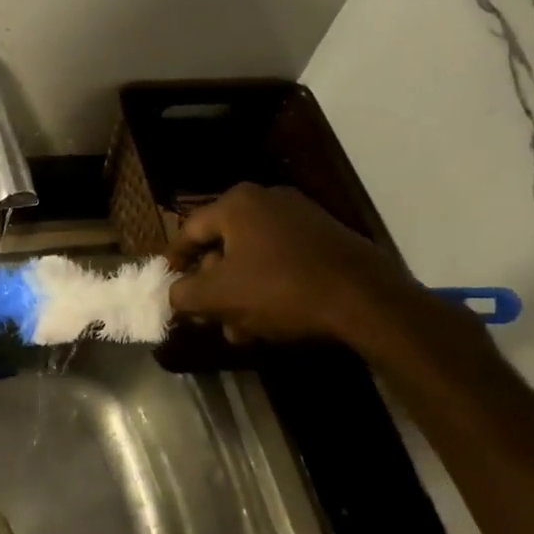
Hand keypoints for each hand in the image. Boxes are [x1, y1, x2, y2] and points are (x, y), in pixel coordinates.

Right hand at [167, 183, 406, 343]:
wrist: (366, 300)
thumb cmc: (280, 290)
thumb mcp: (218, 296)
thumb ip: (184, 294)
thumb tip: (174, 294)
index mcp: (237, 204)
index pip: (189, 230)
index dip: (173, 262)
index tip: (167, 286)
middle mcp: (267, 200)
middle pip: (223, 246)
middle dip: (211, 287)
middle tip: (207, 317)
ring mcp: (301, 217)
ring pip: (253, 258)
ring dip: (239, 294)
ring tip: (239, 332)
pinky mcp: (326, 238)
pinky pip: (282, 261)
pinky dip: (268, 288)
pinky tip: (269, 322)